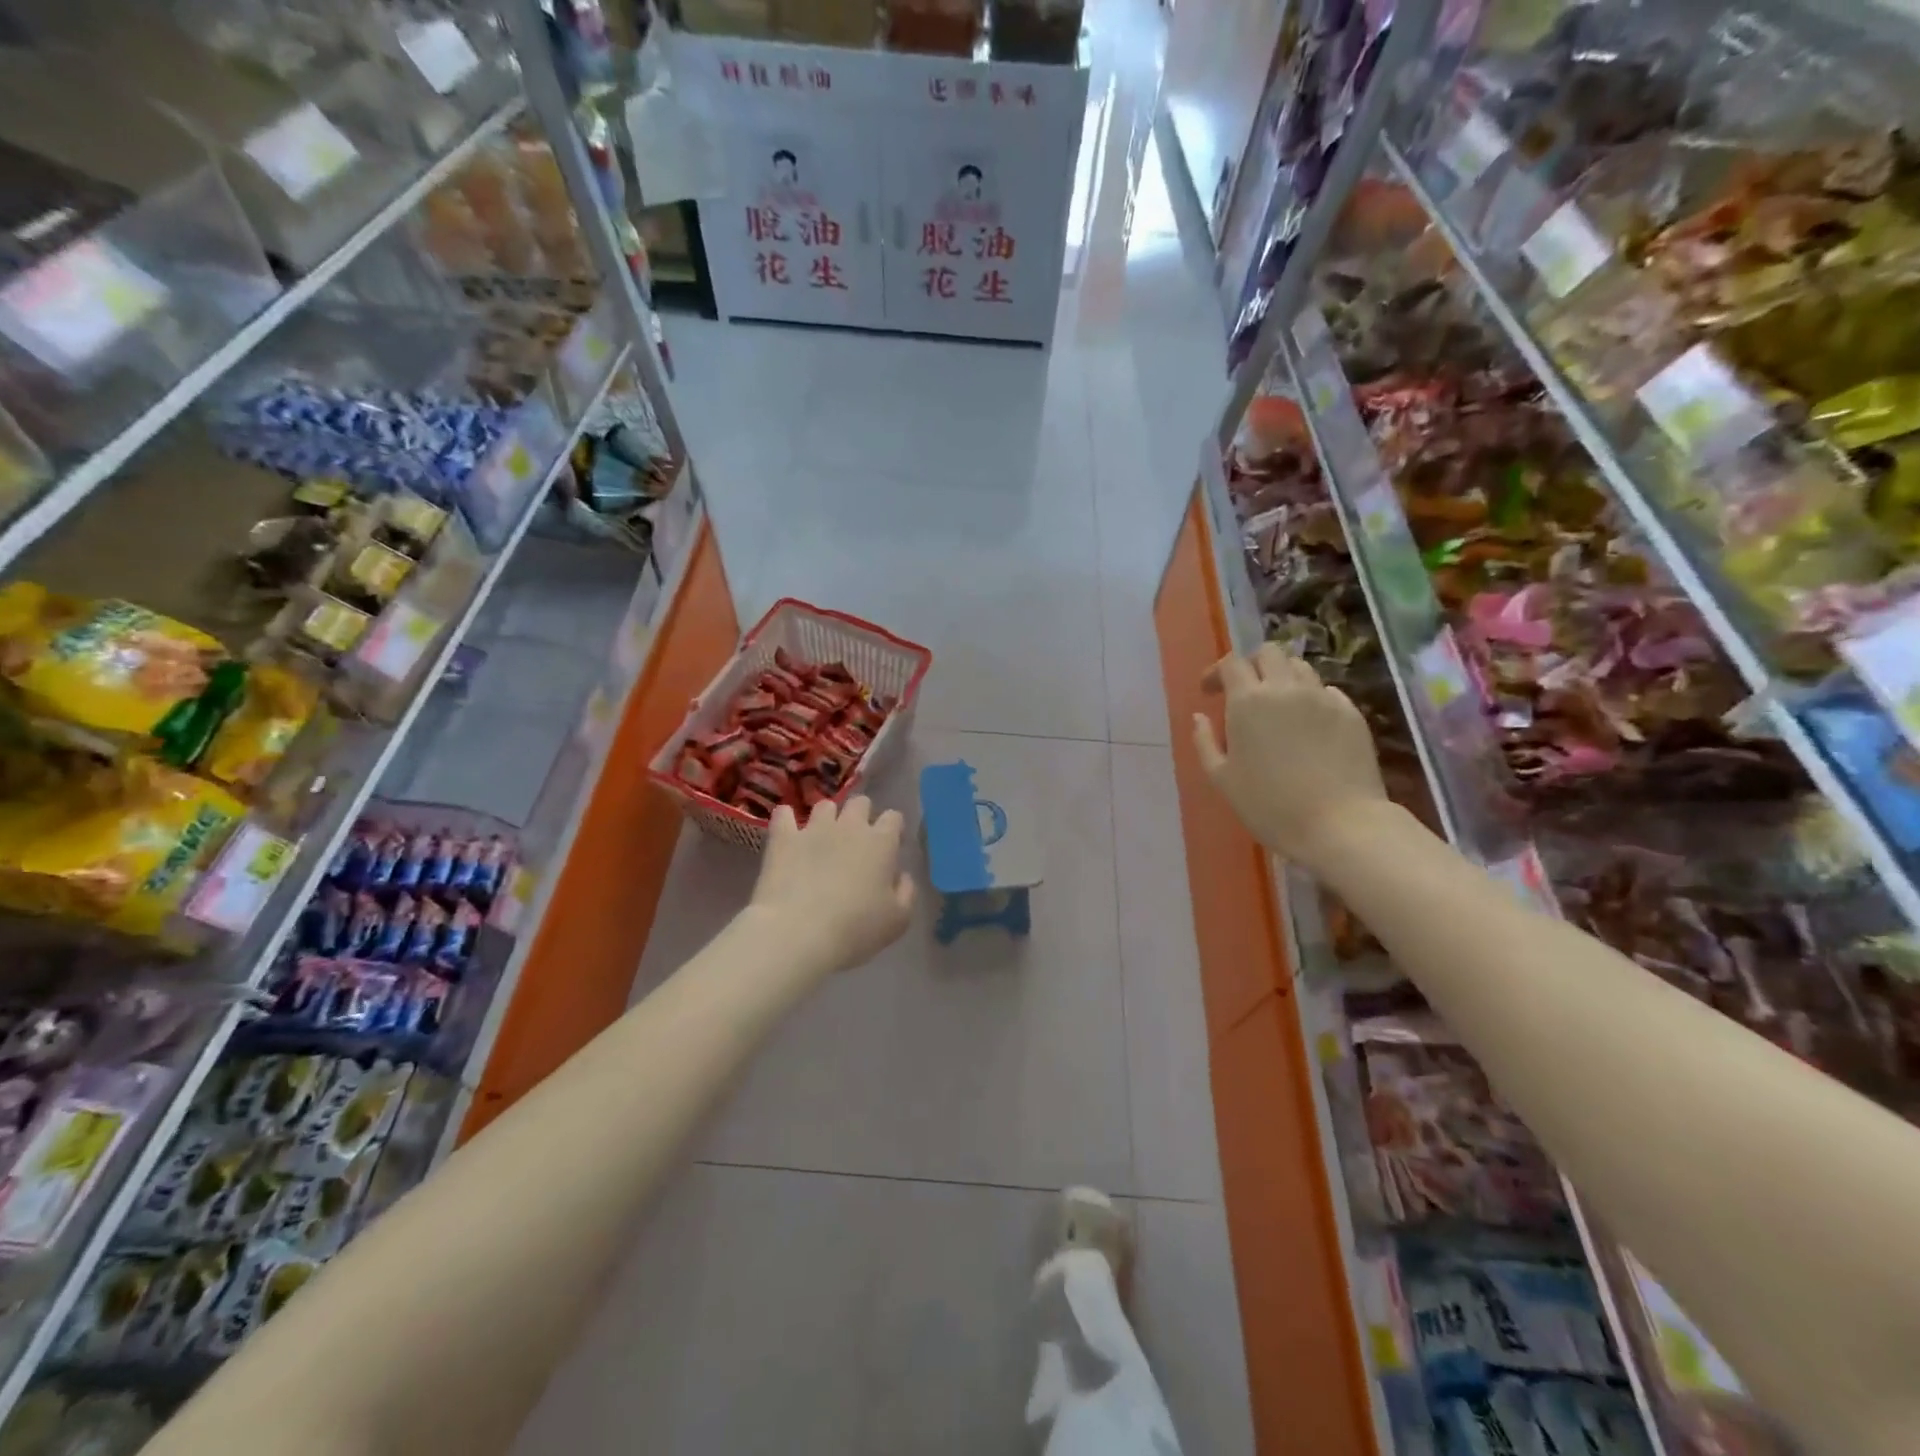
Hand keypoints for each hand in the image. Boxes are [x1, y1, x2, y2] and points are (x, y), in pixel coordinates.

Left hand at [749, 796, 915, 977]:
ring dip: (827, 817)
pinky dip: (786, 819)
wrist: (798, 933)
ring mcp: (813, 829)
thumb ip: (906, 892)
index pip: (893, 818)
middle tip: (857, 841)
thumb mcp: (898, 920)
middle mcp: (850, 827)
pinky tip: (787, 830)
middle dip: (862, 815)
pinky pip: (783, 815)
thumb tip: (901, 876)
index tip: (891, 846)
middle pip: (860, 803)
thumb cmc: (856, 929)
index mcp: (881, 843)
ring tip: (823, 837)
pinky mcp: (783, 838)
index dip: (894, 829)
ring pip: (825, 806)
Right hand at [1193, 644, 1388, 868]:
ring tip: (1278, 705)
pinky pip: (1326, 691)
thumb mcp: (1222, 779)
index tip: (1210, 692)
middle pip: (1268, 653)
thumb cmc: (1269, 806)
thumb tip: (1199, 716)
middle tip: (1245, 691)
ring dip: (1283, 677)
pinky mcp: (1351, 713)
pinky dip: (1311, 697)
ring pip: (1300, 667)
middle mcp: (1285, 689)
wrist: (1339, 824)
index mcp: (1248, 701)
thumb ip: (1205, 742)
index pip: (1231, 663)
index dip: (1217, 672)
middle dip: (1252, 665)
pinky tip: (1307, 723)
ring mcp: (1322, 698)